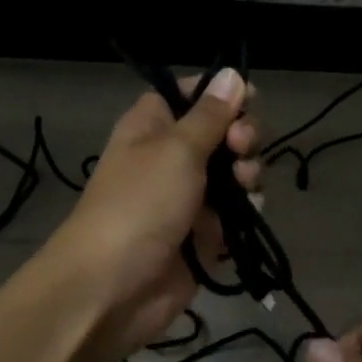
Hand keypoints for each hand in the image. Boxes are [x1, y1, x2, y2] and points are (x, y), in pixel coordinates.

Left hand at [47, 67, 261, 360]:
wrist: (114, 287)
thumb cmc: (141, 204)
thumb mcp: (177, 149)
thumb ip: (211, 114)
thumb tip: (231, 74)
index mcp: (154, 126)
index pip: (193, 94)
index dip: (222, 95)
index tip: (248, 101)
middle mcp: (171, 157)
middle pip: (222, 134)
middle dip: (242, 138)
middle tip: (242, 148)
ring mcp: (189, 198)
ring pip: (234, 175)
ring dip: (248, 176)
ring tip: (245, 189)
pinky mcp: (203, 235)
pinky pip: (235, 215)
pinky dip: (244, 214)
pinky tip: (245, 218)